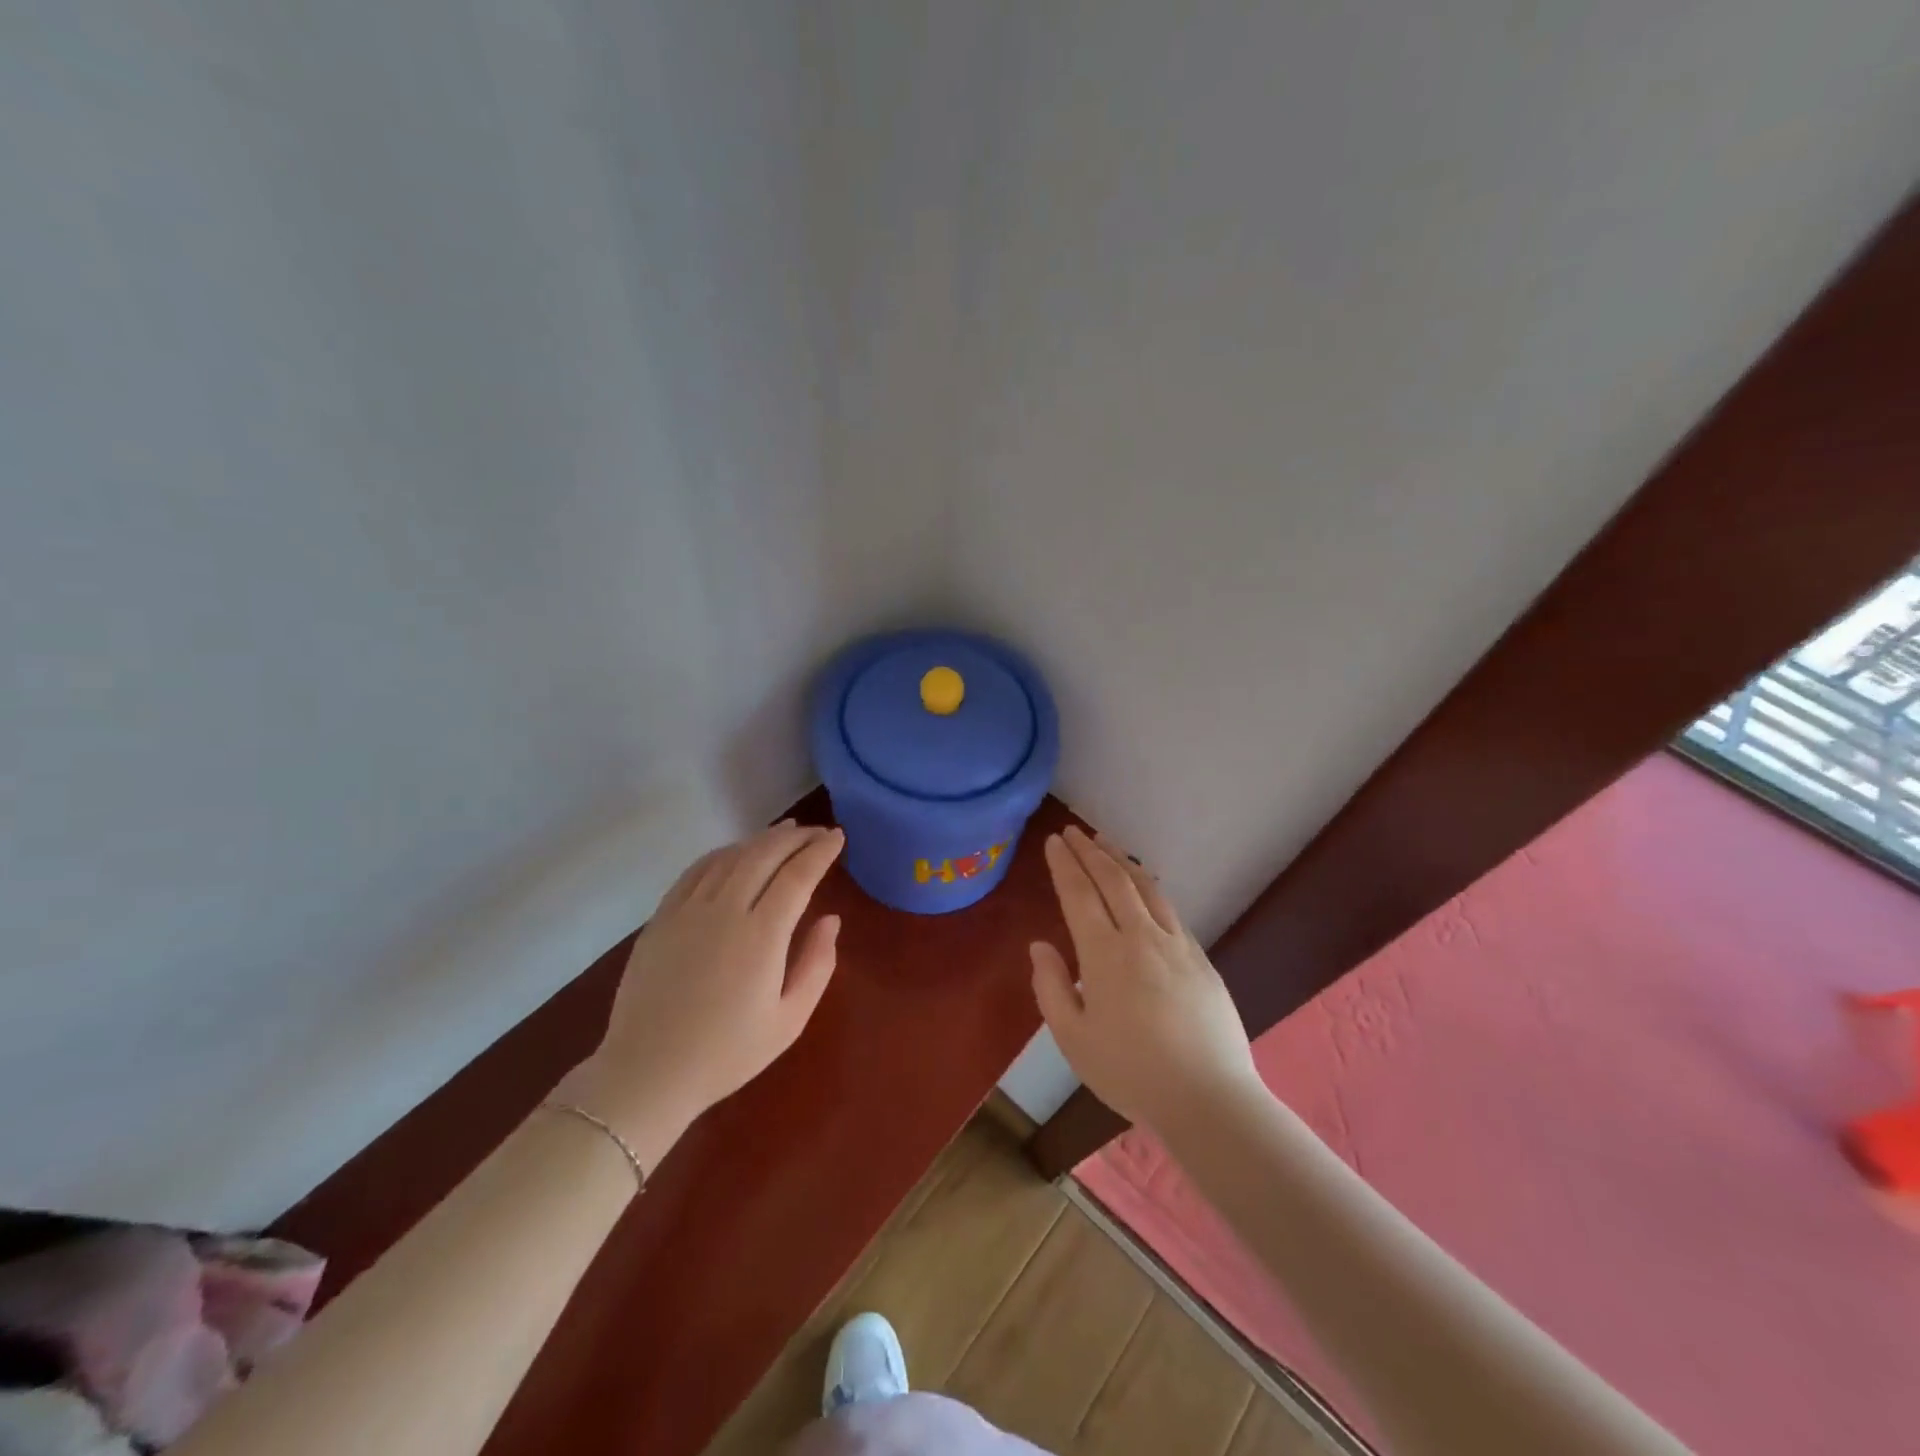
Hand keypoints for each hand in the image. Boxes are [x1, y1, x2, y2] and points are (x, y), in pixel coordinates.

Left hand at [556, 821, 844, 1168]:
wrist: (648, 1073)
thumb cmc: (727, 1053)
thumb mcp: (789, 1020)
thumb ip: (817, 964)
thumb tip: (830, 919)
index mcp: (761, 936)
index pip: (797, 875)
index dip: (820, 851)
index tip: (838, 837)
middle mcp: (724, 910)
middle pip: (764, 854)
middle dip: (797, 837)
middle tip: (818, 831)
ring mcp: (688, 910)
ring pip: (731, 856)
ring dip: (762, 839)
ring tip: (785, 832)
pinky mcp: (662, 917)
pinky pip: (697, 870)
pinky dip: (724, 853)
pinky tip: (736, 852)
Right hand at [1031, 827, 1260, 1133]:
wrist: (1208, 1098)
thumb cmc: (1130, 1072)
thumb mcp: (1073, 1039)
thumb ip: (1051, 987)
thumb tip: (1040, 946)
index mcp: (1105, 955)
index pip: (1079, 894)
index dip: (1064, 864)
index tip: (1053, 841)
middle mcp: (1141, 937)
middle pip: (1113, 880)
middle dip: (1089, 851)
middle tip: (1072, 831)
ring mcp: (1176, 944)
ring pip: (1145, 886)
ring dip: (1121, 859)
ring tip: (1104, 842)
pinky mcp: (1200, 957)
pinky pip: (1168, 908)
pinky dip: (1148, 885)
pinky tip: (1143, 884)